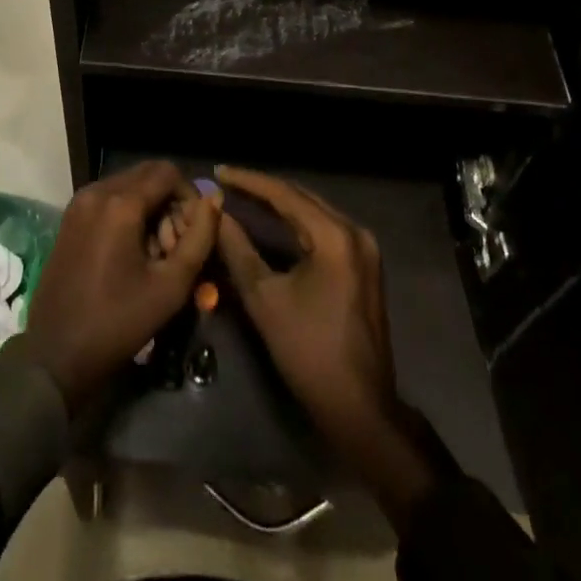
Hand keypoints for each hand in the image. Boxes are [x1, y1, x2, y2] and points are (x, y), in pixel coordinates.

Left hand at [25, 161, 220, 411]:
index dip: (189, 195)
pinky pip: (108, 198)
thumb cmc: (117, 322)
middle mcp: (97, 190)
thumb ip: (198, 239)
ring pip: (128, 185)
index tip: (194, 231)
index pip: (167, 172)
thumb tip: (213, 200)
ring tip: (155, 252)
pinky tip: (131, 251)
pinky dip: (127, 212)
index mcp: (121, 203)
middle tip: (176, 244)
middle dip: (169, 201)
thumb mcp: (169, 287)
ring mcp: (79, 202)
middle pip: (146, 175)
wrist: (55, 353)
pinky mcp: (70, 216)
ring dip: (149, 207)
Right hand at [215, 167, 446, 529]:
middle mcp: (354, 232)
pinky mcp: (363, 265)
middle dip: (262, 189)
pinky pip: (323, 230)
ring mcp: (363, 249)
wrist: (360, 408)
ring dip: (279, 204)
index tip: (219, 171)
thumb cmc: (309, 351)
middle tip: (227, 182)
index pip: (284, 194)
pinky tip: (271, 221)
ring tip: (243, 196)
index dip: (248, 181)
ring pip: (312, 212)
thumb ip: (238, 248)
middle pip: (301, 197)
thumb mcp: (264, 298)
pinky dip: (295, 223)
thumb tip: (216, 214)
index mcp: (334, 236)